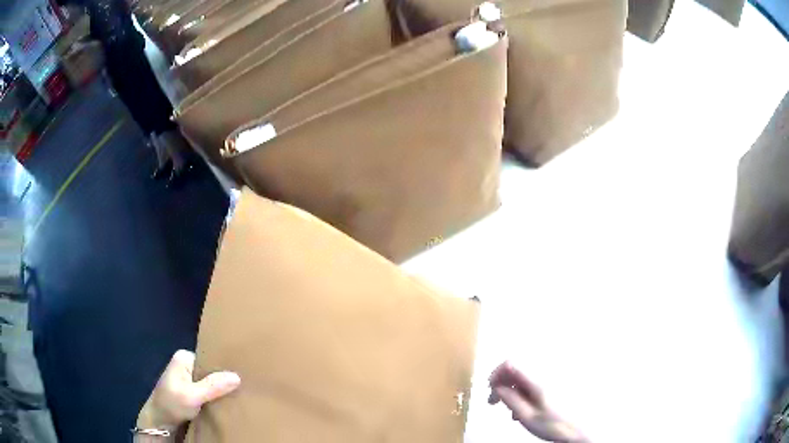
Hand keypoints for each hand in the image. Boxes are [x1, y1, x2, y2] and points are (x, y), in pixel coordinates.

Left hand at [136, 350, 240, 434]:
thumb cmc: (171, 404)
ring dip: (220, 392)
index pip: (209, 359)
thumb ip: (212, 386)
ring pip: (210, 384)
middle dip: (223, 381)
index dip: (224, 369)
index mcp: (183, 357)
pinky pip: (207, 393)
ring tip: (237, 397)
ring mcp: (187, 379)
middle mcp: (185, 365)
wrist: (158, 422)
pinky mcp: (190, 393)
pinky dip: (215, 399)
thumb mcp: (192, 396)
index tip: (241, 378)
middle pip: (210, 371)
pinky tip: (226, 404)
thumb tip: (237, 376)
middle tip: (242, 390)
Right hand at [489, 362, 587, 442]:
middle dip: (501, 384)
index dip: (496, 374)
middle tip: (493, 402)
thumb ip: (511, 399)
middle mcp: (544, 374)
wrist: (578, 429)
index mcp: (537, 381)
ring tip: (509, 410)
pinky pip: (532, 383)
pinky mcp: (553, 385)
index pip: (511, 364)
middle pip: (516, 370)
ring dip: (511, 390)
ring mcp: (550, 379)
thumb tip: (497, 387)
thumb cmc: (553, 424)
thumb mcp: (527, 416)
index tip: (490, 389)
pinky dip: (522, 393)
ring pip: (523, 378)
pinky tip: (522, 409)